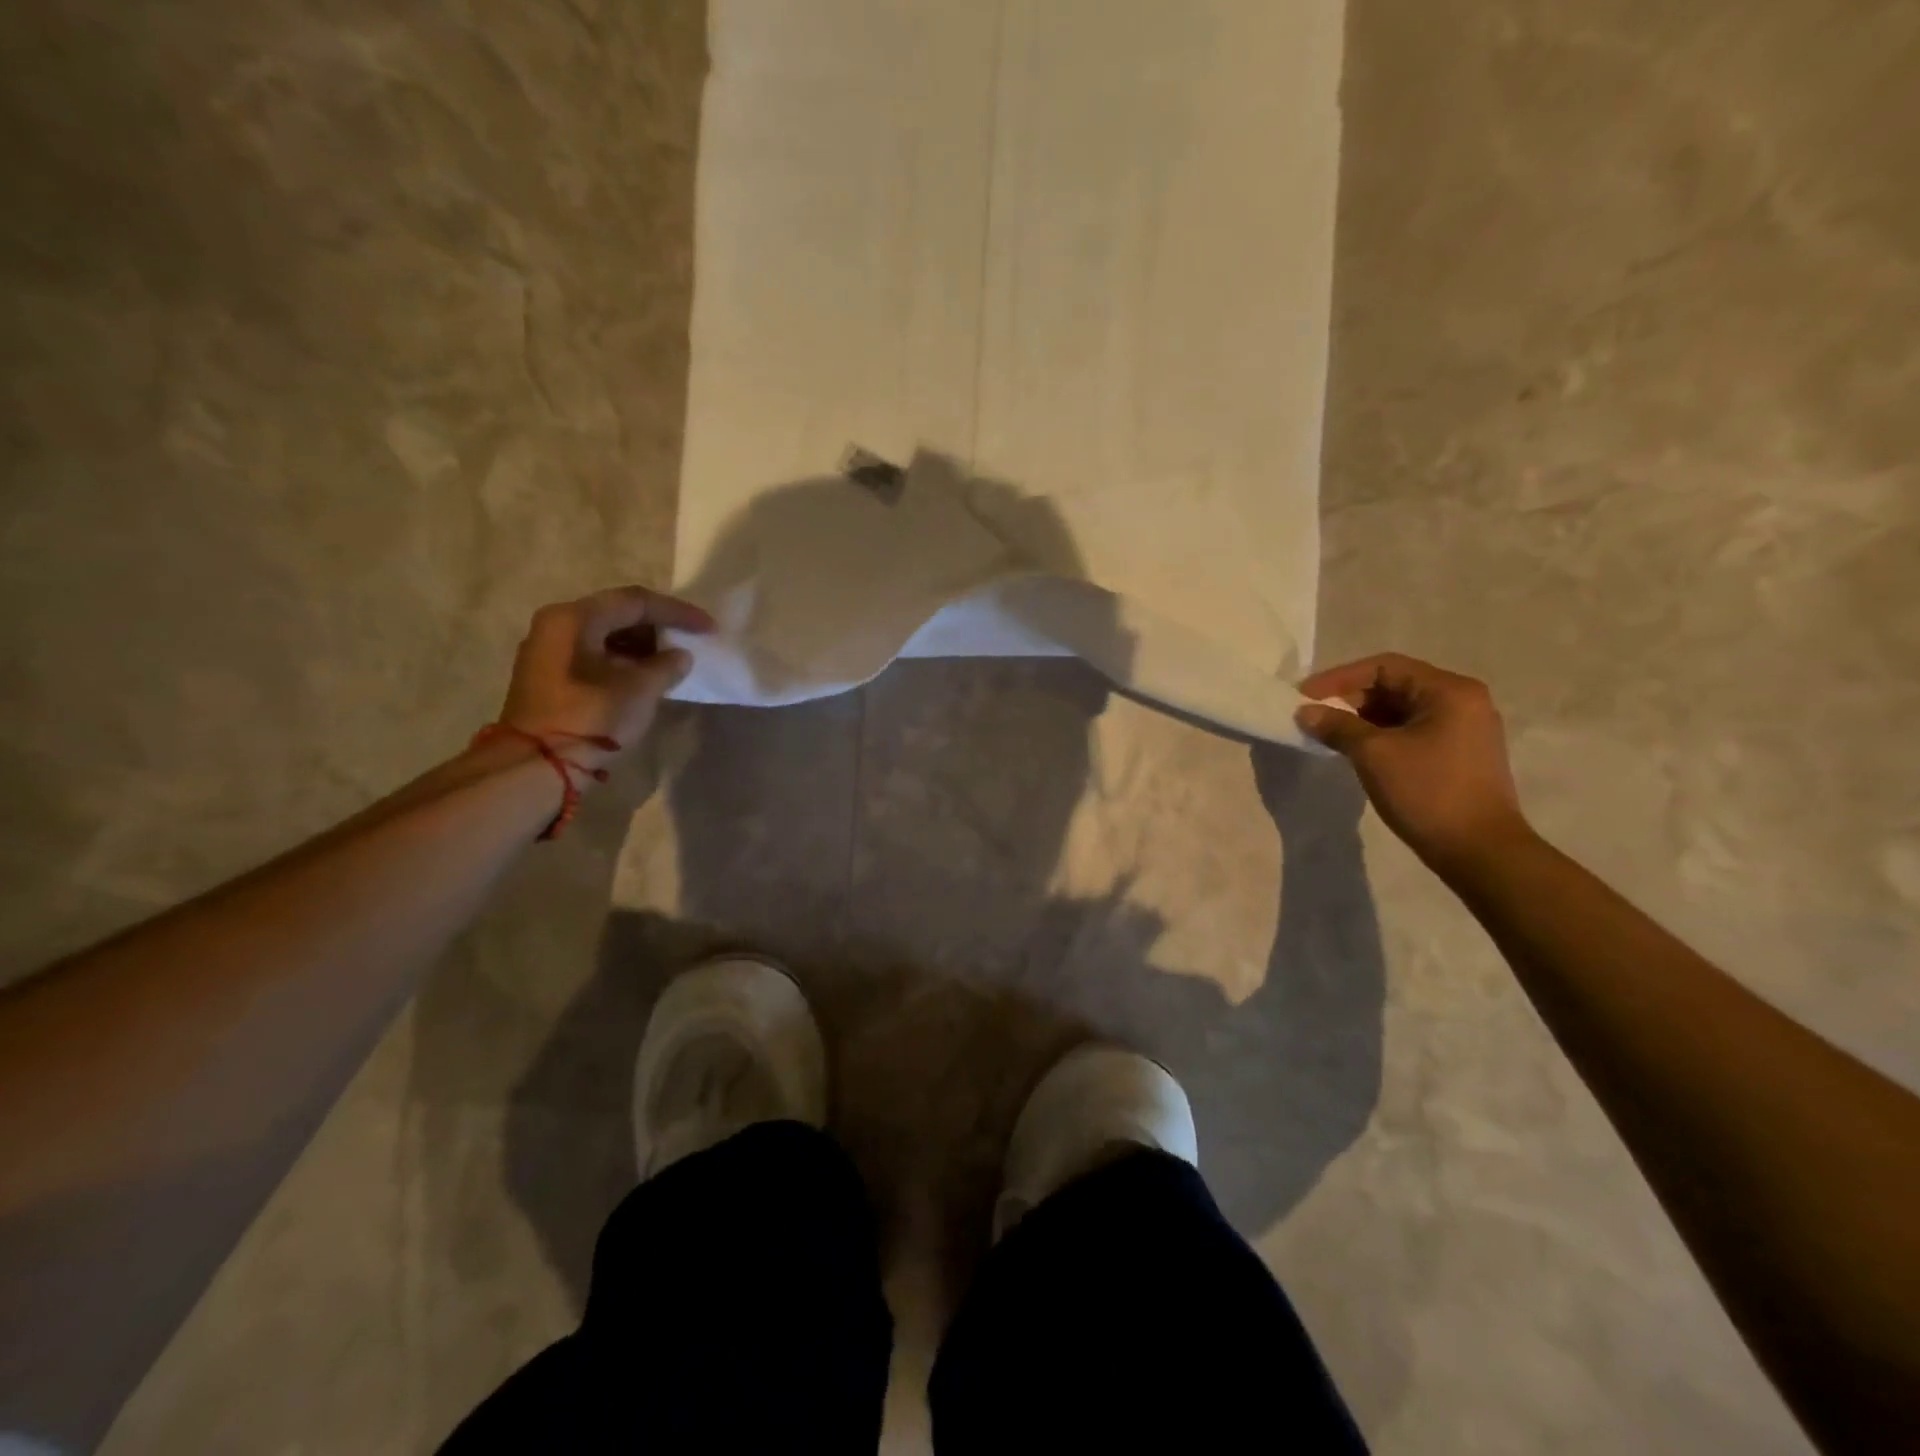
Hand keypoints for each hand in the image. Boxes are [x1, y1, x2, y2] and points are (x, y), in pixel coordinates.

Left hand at [497, 587, 712, 764]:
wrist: (537, 767)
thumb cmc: (591, 719)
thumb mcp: (639, 690)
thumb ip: (667, 666)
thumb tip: (680, 656)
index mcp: (575, 618)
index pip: (636, 602)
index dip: (678, 613)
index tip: (709, 628)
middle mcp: (557, 624)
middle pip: (618, 613)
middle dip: (659, 626)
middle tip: (692, 640)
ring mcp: (549, 650)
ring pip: (606, 635)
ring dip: (643, 645)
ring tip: (675, 660)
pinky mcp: (550, 676)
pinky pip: (596, 654)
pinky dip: (625, 660)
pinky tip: (649, 675)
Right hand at [1294, 653, 1531, 871]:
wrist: (1479, 851)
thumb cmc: (1428, 793)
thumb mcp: (1374, 755)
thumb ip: (1337, 726)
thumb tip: (1305, 712)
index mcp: (1449, 691)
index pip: (1384, 667)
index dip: (1339, 678)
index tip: (1304, 696)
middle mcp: (1462, 701)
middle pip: (1394, 685)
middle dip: (1349, 698)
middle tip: (1313, 715)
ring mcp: (1464, 728)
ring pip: (1401, 710)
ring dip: (1362, 718)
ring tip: (1328, 733)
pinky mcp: (1459, 754)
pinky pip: (1411, 730)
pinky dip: (1380, 735)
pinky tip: (1355, 750)